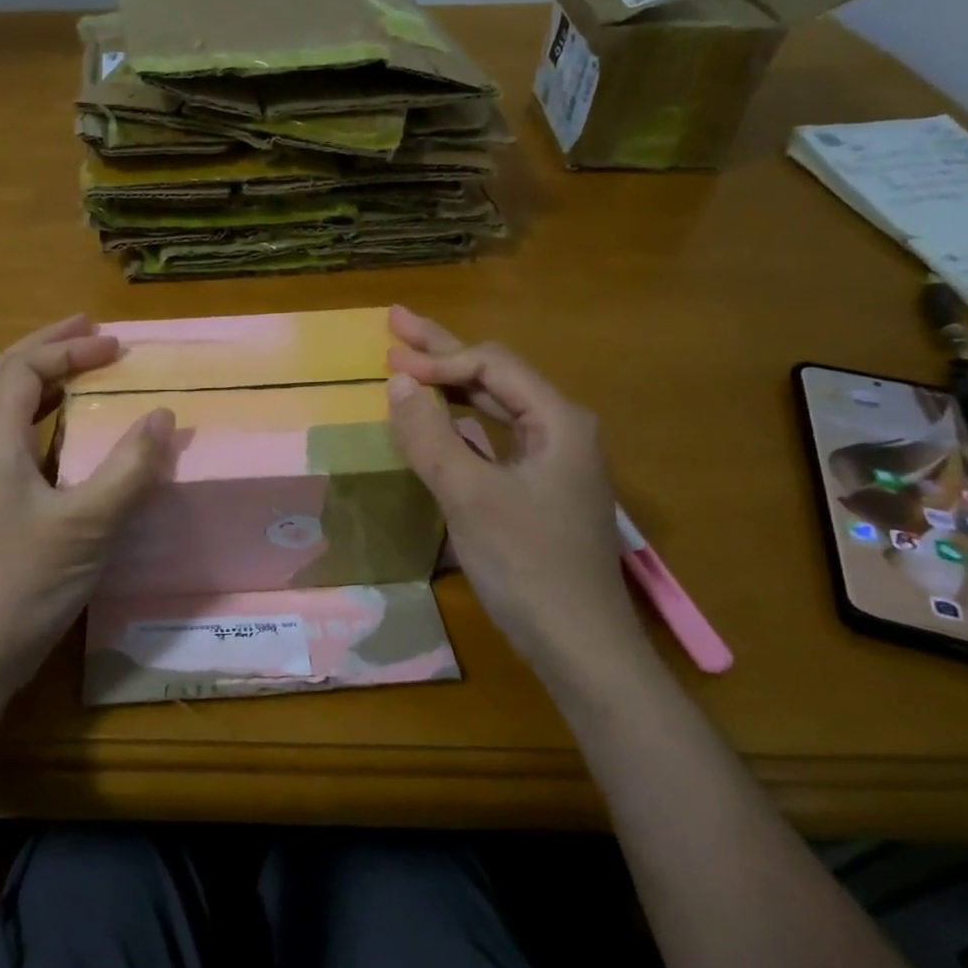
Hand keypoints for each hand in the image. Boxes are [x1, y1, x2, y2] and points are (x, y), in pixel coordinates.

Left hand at [0, 315, 173, 702]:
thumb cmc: (24, 584)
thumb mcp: (87, 525)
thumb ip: (127, 469)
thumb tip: (164, 415)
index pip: (24, 370)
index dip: (68, 349)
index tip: (117, 347)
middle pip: (5, 378)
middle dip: (47, 346)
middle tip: (90, 331)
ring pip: (11, 411)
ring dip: (46, 380)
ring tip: (85, 368)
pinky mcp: (6, 510)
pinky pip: (26, 444)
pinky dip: (52, 422)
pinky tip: (78, 437)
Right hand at [384, 306, 649, 677]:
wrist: (579, 645)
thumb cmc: (527, 565)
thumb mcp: (470, 496)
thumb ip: (431, 436)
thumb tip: (398, 382)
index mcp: (559, 420)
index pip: (491, 366)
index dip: (438, 359)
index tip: (388, 364)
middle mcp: (562, 429)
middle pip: (496, 375)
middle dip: (443, 350)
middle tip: (396, 321)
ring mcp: (554, 460)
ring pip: (497, 406)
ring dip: (452, 384)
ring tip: (411, 361)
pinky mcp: (540, 488)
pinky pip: (496, 437)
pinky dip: (462, 421)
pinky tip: (443, 417)